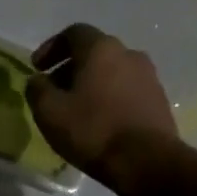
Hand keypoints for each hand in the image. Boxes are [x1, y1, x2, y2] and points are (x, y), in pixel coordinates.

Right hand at [26, 23, 183, 195]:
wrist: (147, 162)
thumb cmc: (93, 130)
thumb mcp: (49, 111)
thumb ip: (37, 89)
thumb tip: (38, 81)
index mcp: (101, 49)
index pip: (74, 33)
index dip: (51, 47)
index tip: (37, 68)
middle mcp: (129, 54)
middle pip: (94, 52)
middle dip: (70, 68)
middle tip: (53, 91)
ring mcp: (149, 77)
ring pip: (112, 72)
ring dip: (91, 84)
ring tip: (76, 110)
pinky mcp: (159, 101)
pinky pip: (127, 91)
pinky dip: (109, 98)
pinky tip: (99, 123)